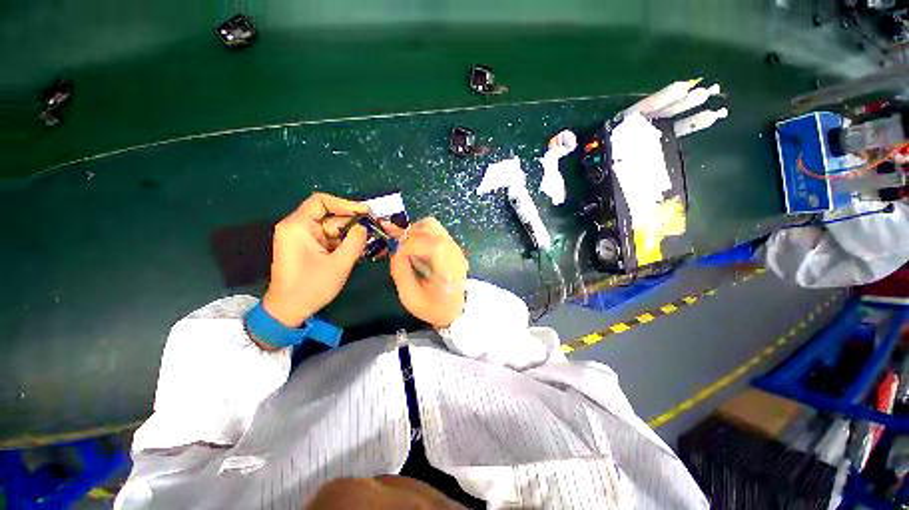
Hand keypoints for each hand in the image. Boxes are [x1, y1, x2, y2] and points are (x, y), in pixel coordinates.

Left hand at [262, 193, 369, 327]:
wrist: (288, 310)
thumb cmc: (311, 286)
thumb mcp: (339, 264)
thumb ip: (355, 241)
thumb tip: (364, 227)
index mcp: (298, 226)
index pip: (321, 201)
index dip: (345, 204)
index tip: (366, 212)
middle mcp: (297, 227)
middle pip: (329, 216)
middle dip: (352, 223)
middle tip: (374, 229)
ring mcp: (302, 238)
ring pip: (331, 228)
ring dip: (350, 234)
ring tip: (370, 240)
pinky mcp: (307, 248)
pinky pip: (329, 239)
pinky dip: (343, 242)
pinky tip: (359, 248)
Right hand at [388, 217, 467, 328]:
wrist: (455, 310)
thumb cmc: (433, 308)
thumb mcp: (410, 297)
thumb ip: (400, 271)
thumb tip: (394, 249)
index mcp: (447, 267)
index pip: (426, 243)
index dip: (406, 246)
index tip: (397, 257)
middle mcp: (454, 252)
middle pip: (429, 227)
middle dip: (408, 236)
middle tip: (398, 249)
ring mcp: (455, 247)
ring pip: (431, 225)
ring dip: (414, 232)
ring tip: (407, 247)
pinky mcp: (452, 246)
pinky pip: (435, 231)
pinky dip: (420, 234)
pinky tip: (415, 248)